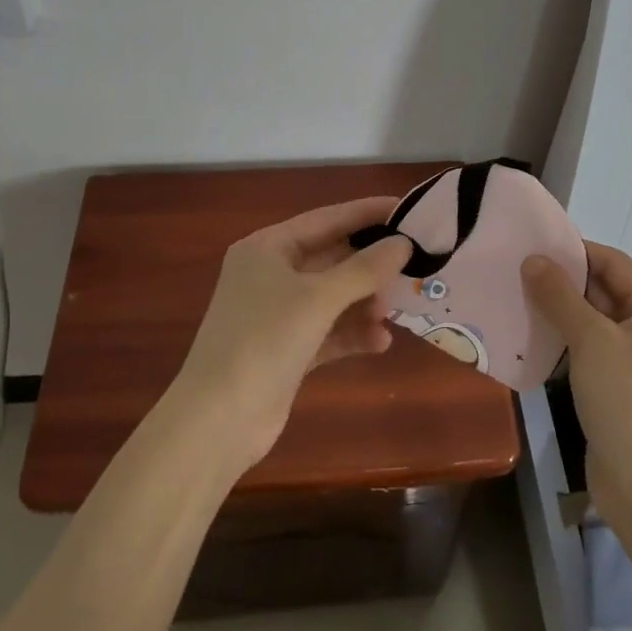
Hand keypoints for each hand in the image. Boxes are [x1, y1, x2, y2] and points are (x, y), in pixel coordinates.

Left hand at [171, 197, 413, 470]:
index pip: (327, 219)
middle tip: (414, 265)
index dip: (368, 213)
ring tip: (393, 312)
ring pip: (333, 297)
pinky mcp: (287, 350)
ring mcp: (277, 314)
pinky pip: (329, 331)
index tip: (409, 209)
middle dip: (370, 266)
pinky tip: (381, 343)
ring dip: (365, 303)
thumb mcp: (318, 298)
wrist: (217, 421)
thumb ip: (364, 269)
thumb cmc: (264, 341)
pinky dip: (353, 334)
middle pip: (332, 258)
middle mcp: (271, 274)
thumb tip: (403, 243)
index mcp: (268, 248)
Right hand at [522, 242, 631, 528]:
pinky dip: (562, 341)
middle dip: (562, 281)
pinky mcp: (619, 388)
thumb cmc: (626, 401)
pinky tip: (530, 339)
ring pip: (593, 322)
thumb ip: (559, 296)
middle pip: (604, 291)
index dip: (575, 251)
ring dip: (558, 311)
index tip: (533, 245)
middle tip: (516, 271)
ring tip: (515, 299)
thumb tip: (533, 259)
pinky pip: (588, 351)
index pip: (614, 263)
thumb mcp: (591, 340)